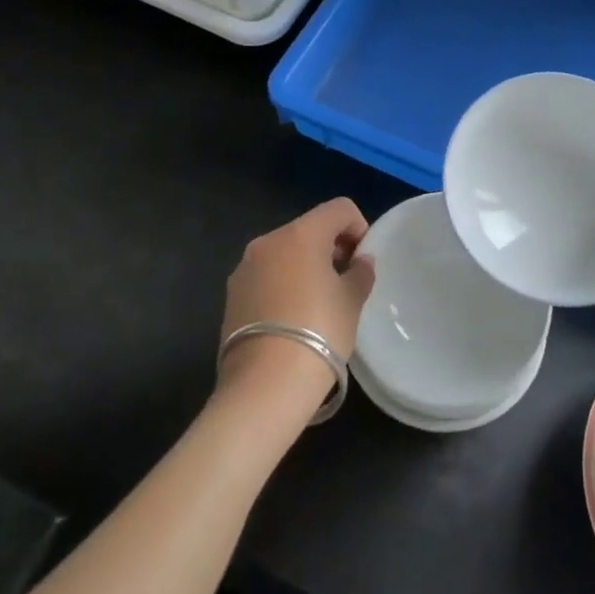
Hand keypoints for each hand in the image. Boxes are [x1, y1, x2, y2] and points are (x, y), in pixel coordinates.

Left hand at [218, 199, 375, 407]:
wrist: (265, 384)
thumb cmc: (319, 332)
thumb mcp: (352, 301)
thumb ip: (360, 273)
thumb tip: (360, 261)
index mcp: (300, 234)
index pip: (339, 209)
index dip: (358, 228)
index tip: (362, 261)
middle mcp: (268, 242)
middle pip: (309, 228)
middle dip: (332, 248)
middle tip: (346, 282)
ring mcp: (244, 268)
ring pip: (285, 253)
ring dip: (306, 266)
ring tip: (319, 303)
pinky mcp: (232, 296)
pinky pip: (267, 276)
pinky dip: (284, 284)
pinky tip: (294, 318)